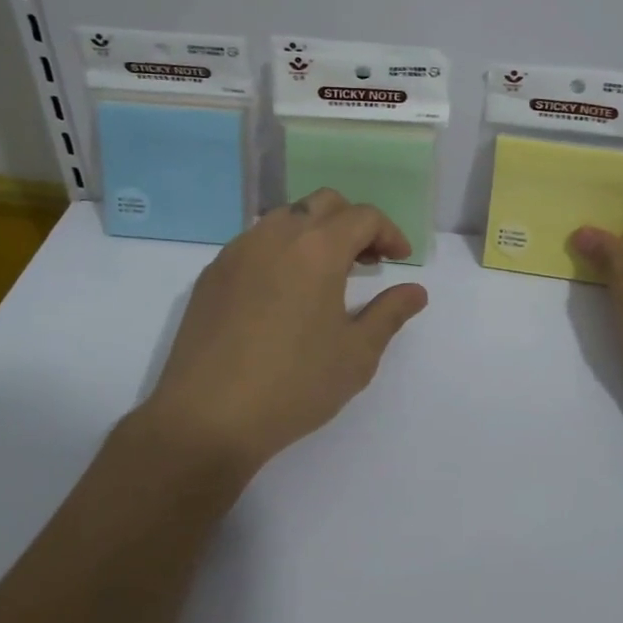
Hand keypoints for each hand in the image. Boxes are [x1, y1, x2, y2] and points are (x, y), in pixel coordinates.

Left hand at [143, 189, 428, 472]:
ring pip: (286, 217)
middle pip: (324, 203)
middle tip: (367, 260)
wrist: (206, 418)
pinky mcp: (213, 273)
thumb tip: (416, 291)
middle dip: (353, 223)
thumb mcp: (356, 355)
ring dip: (315, 232)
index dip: (389, 233)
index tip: (400, 260)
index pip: (364, 217)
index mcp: (317, 248)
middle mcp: (277, 235)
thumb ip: (390, 314)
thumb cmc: (293, 385)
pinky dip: (281, 249)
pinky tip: (284, 291)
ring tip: (326, 273)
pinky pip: (256, 241)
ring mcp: (238, 251)